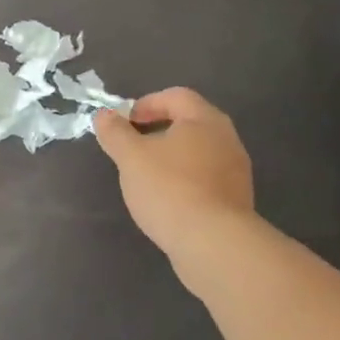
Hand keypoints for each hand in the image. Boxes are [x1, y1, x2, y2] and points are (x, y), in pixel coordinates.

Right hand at [94, 88, 255, 267]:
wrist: (213, 243)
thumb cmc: (169, 189)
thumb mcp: (130, 157)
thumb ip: (115, 132)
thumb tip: (104, 115)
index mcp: (204, 120)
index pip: (175, 96)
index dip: (146, 103)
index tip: (125, 123)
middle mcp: (227, 139)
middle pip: (189, 122)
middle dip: (157, 130)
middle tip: (132, 147)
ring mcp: (236, 170)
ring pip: (198, 152)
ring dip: (171, 157)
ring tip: (146, 176)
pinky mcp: (236, 199)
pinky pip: (205, 177)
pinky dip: (184, 179)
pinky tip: (167, 200)